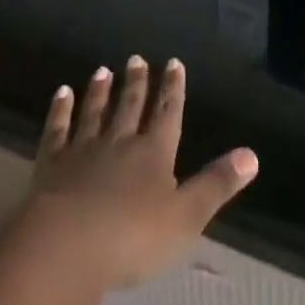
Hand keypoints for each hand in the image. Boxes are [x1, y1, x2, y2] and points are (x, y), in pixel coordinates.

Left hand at [19, 56, 258, 289]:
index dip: (172, 89)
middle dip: (137, 83)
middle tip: (136, 58)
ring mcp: (83, 150)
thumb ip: (217, 184)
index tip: (174, 62)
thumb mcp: (186, 217)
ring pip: (95, 112)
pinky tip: (62, 93)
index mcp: (154, 153)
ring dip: (100, 91)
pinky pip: (58, 129)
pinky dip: (60, 110)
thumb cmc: (132, 237)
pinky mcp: (52, 164)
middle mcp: (120, 142)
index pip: (168, 113)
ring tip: (103, 70)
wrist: (65, 245)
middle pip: (130, 107)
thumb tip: (253, 155)